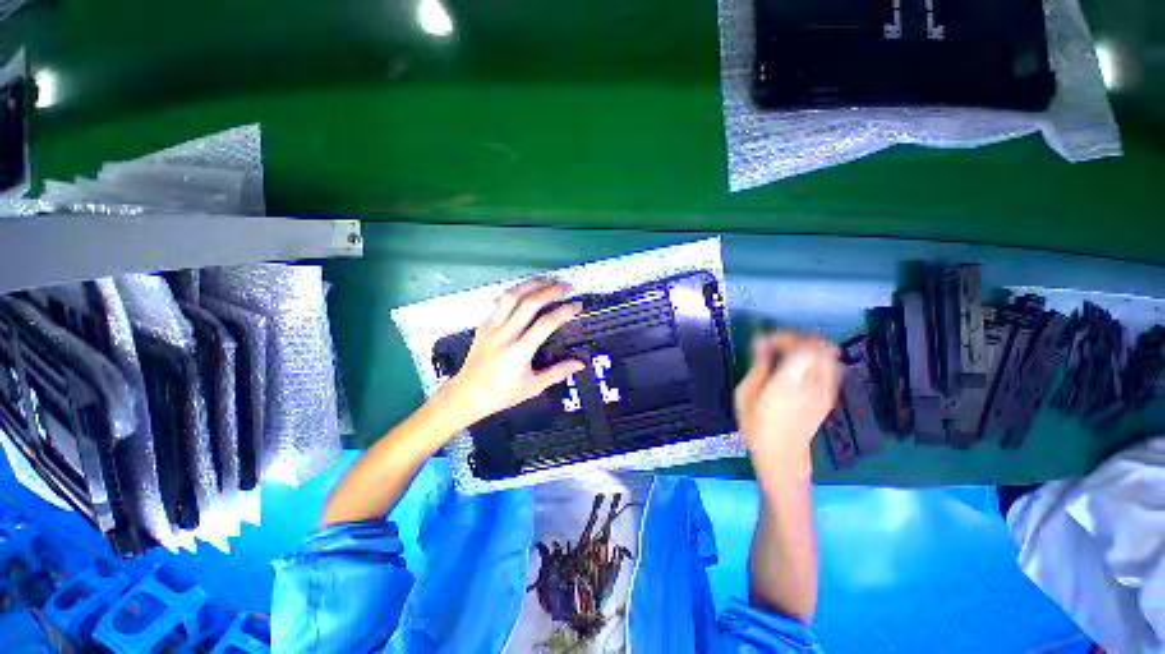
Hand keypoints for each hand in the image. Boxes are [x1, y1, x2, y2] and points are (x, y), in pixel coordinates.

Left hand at [439, 280, 585, 426]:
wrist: (466, 395)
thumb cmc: (501, 394)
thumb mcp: (533, 387)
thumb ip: (557, 373)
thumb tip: (580, 364)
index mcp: (519, 351)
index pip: (546, 323)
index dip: (564, 312)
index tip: (577, 306)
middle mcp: (505, 334)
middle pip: (529, 303)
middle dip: (550, 291)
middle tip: (566, 287)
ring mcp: (492, 327)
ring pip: (512, 297)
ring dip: (531, 285)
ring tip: (547, 281)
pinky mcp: (483, 325)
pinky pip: (499, 303)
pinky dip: (514, 293)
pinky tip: (523, 291)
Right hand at [734, 333, 841, 480]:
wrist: (781, 455)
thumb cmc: (756, 425)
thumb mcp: (746, 393)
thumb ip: (759, 365)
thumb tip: (762, 344)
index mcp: (791, 381)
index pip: (801, 346)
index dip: (783, 337)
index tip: (763, 342)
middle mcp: (814, 383)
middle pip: (820, 347)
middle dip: (797, 339)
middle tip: (775, 344)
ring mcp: (825, 391)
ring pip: (829, 356)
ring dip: (810, 347)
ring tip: (787, 353)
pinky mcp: (828, 397)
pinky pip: (830, 368)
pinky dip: (817, 359)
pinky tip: (799, 367)